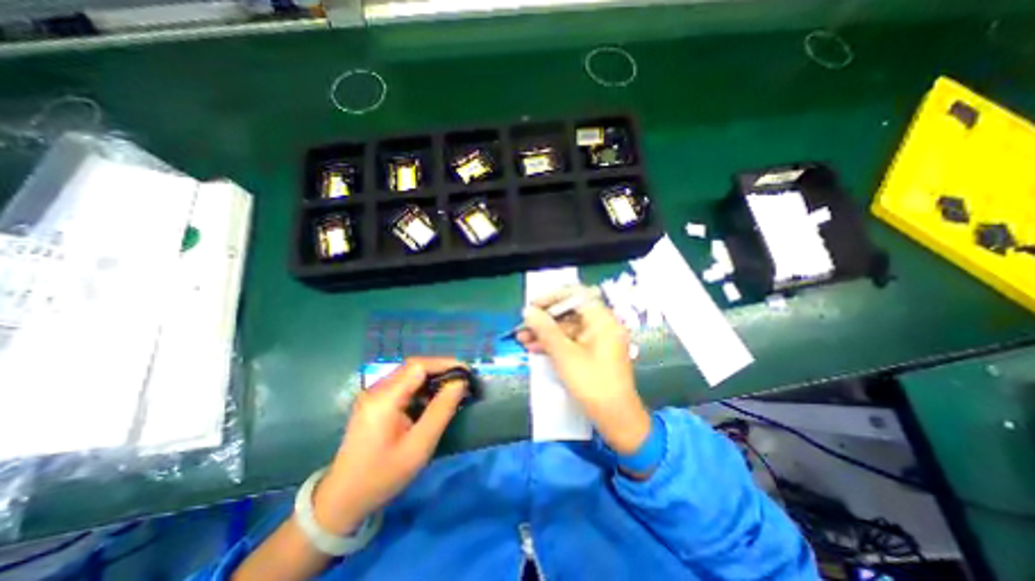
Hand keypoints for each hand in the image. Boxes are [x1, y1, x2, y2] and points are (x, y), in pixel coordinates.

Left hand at [310, 357, 466, 531]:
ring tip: (452, 389)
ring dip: (432, 377)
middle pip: (413, 366)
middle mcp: (376, 389)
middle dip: (441, 369)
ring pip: (409, 374)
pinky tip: (432, 399)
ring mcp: (373, 394)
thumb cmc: (382, 476)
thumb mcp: (419, 447)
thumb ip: (441, 411)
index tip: (467, 371)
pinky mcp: (375, 401)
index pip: (418, 366)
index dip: (445, 363)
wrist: (342, 500)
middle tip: (463, 380)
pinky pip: (403, 384)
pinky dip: (422, 387)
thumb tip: (460, 384)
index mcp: (384, 399)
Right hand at [523, 288, 649, 455]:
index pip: (576, 296)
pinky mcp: (594, 353)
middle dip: (545, 319)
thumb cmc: (592, 383)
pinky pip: (572, 341)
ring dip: (546, 332)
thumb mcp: (564, 354)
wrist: (615, 418)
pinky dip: (555, 343)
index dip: (552, 298)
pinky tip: (535, 348)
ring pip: (568, 328)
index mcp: (602, 320)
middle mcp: (603, 325)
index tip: (533, 306)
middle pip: (570, 312)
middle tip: (524, 325)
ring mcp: (599, 339)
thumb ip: (545, 330)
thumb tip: (528, 312)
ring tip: (522, 338)